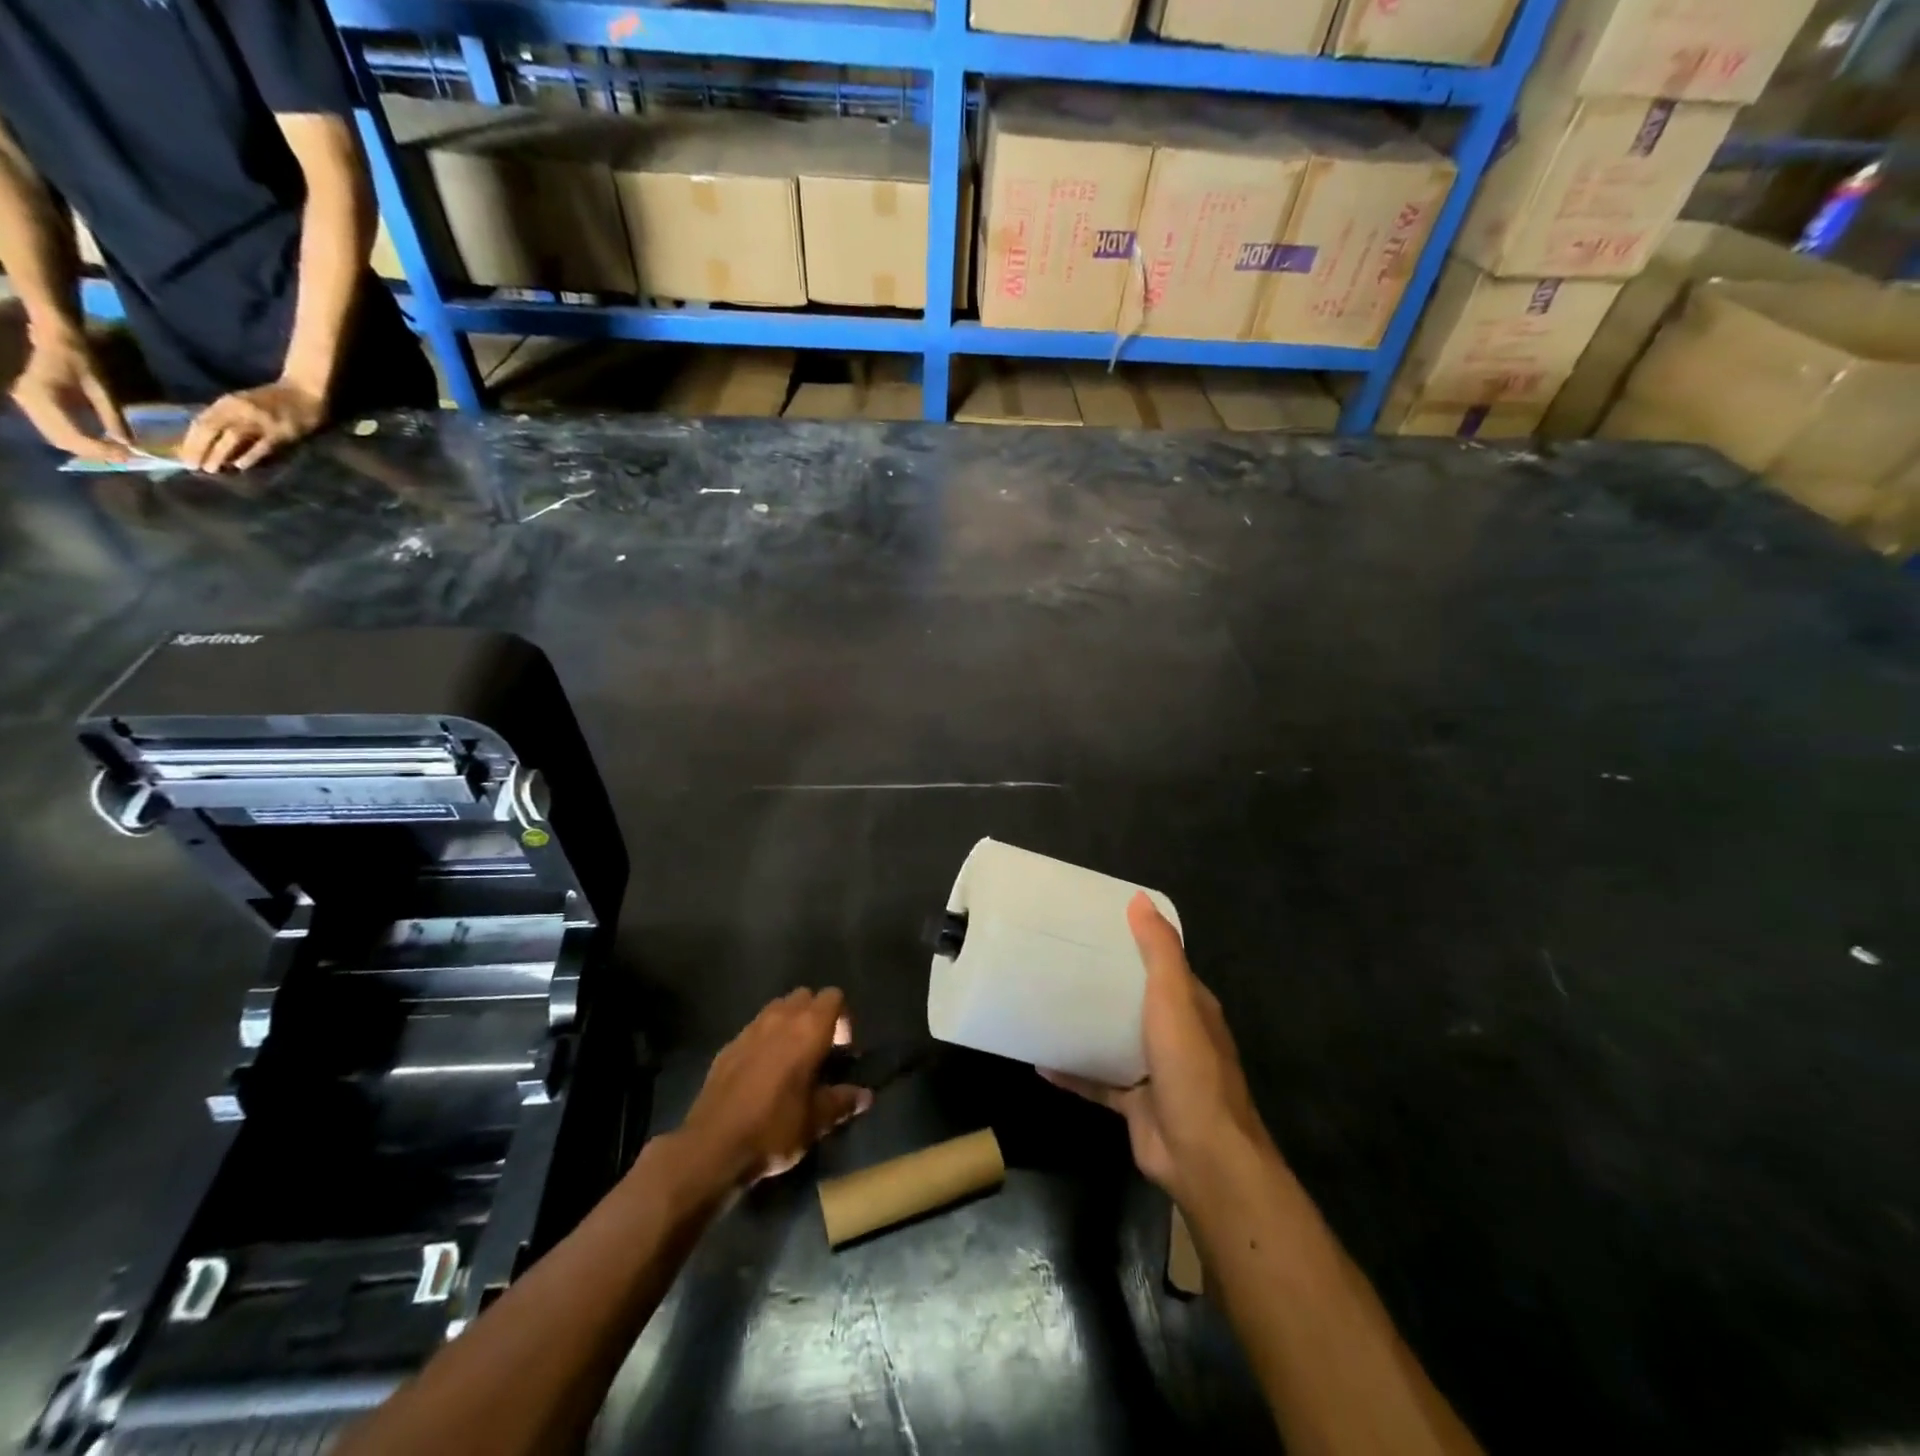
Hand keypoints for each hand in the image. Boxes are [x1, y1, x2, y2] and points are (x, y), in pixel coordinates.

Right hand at [10, 330, 130, 462]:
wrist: (56, 341)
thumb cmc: (81, 360)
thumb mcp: (103, 390)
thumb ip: (113, 418)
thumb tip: (128, 444)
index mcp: (44, 396)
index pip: (72, 434)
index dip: (100, 449)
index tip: (128, 456)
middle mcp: (29, 402)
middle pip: (62, 440)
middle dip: (94, 453)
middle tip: (126, 457)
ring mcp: (27, 404)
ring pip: (57, 438)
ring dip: (86, 449)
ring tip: (117, 452)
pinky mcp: (33, 405)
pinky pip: (55, 430)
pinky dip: (78, 440)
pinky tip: (101, 443)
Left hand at [179, 378, 325, 472]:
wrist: (304, 392)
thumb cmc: (275, 400)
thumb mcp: (245, 403)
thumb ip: (230, 417)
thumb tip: (213, 441)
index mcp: (228, 402)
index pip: (202, 422)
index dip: (190, 440)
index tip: (184, 457)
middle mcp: (239, 409)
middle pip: (212, 429)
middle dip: (200, 448)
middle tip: (193, 467)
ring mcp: (260, 420)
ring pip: (232, 438)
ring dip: (219, 454)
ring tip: (211, 469)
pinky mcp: (281, 432)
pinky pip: (261, 446)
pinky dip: (249, 456)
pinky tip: (241, 466)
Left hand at [680, 988, 872, 1189]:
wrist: (711, 1147)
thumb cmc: (774, 1128)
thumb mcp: (816, 1121)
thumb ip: (842, 1102)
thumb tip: (866, 1096)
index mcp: (809, 1029)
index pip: (834, 997)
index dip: (843, 1018)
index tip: (842, 1049)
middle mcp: (780, 1018)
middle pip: (805, 996)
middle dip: (816, 1015)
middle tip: (819, 1051)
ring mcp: (750, 1029)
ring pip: (777, 1008)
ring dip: (789, 1023)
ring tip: (791, 1059)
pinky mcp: (727, 1046)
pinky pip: (754, 1029)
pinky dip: (764, 1040)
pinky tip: (762, 1073)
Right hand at [1043, 894, 1270, 1202]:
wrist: (1201, 1155)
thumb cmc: (1190, 1068)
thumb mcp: (1175, 999)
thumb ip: (1160, 951)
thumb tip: (1140, 898)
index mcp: (1191, 1006)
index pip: (1162, 964)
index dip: (1134, 943)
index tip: (1094, 926)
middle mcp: (1174, 1034)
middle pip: (1133, 1000)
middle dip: (1102, 982)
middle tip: (1058, 959)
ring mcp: (1154, 1070)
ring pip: (1114, 1039)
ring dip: (1086, 1024)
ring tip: (1045, 1001)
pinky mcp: (1134, 1103)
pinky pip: (1097, 1079)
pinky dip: (1072, 1071)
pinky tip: (1039, 1060)